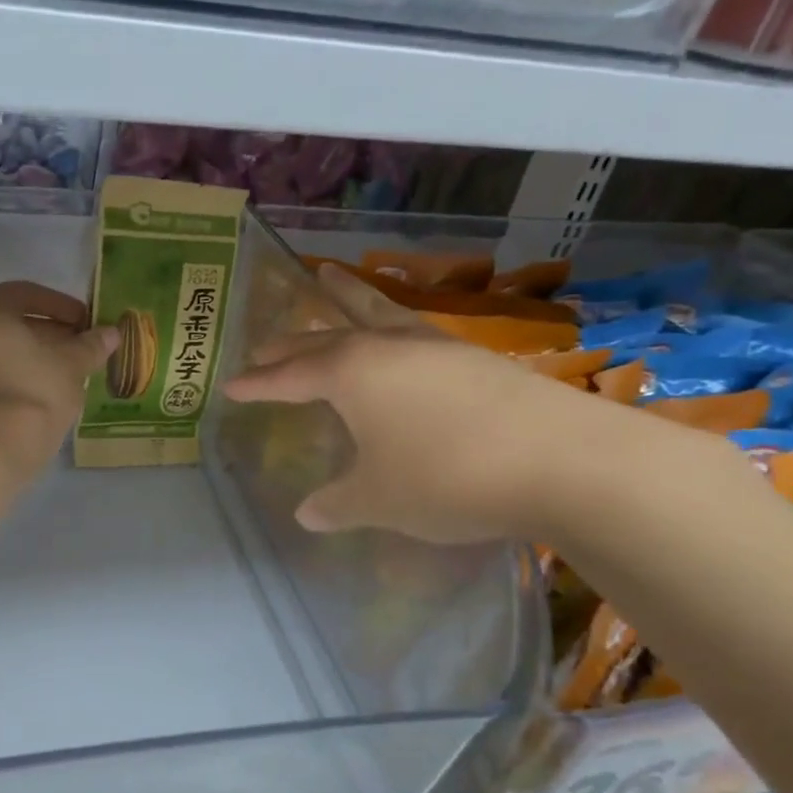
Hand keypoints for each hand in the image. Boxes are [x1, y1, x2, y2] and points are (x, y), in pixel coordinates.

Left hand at [0, 281, 119, 468]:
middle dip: (51, 330)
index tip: (87, 321)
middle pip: (14, 321)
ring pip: (5, 348)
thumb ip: (91, 344)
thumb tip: (112, 333)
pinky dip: (22, 371)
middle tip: (82, 344)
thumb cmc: (35, 389)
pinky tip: (50, 387)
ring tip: (72, 368)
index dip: (62, 305)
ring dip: (38, 353)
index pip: (27, 294)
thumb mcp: (72, 363)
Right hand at [224, 282, 687, 544]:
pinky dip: (390, 323)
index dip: (258, 384)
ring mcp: (434, 346)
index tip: (230, 385)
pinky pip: (412, 329)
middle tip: (263, 342)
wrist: (562, 461)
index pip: (289, 376)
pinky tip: (399, 335)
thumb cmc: (447, 477)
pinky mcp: (473, 357)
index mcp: (351, 373)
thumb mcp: (379, 499)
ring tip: (328, 278)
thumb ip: (337, 504)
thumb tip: (307, 513)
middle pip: (325, 336)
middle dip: (291, 341)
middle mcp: (387, 347)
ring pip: (375, 312)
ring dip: (346, 299)